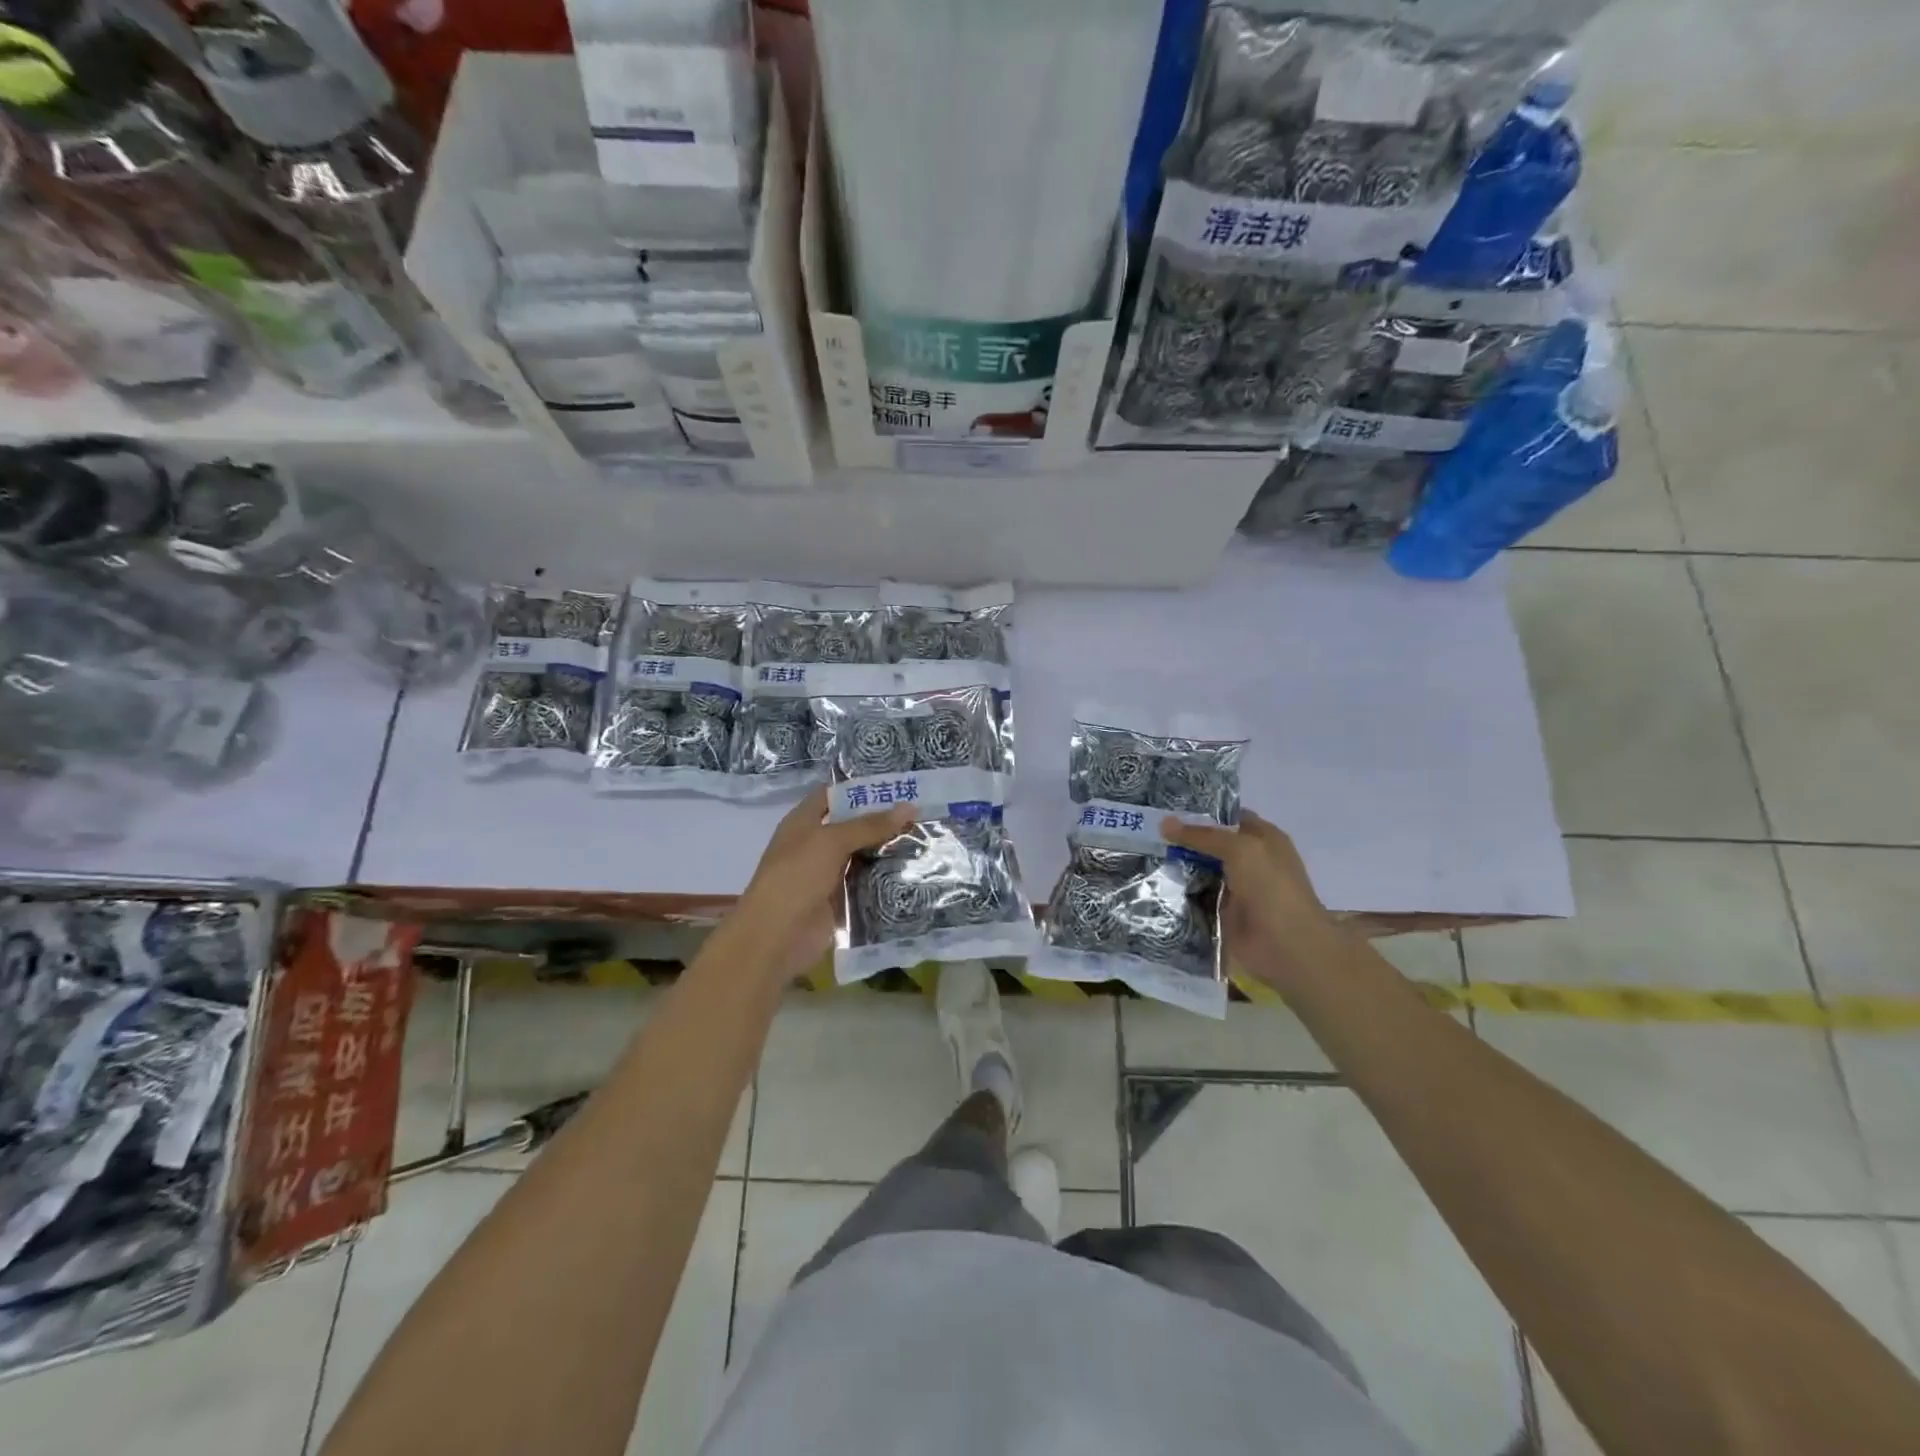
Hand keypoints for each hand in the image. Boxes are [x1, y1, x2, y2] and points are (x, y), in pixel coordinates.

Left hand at [724, 787, 915, 984]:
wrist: (776, 937)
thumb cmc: (796, 877)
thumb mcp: (832, 842)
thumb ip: (870, 825)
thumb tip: (910, 807)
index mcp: (803, 822)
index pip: (833, 795)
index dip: (861, 788)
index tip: (896, 785)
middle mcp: (815, 844)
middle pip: (852, 826)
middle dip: (883, 820)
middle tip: (923, 812)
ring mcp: (827, 873)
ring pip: (862, 855)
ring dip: (888, 849)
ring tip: (926, 837)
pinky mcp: (839, 900)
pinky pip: (866, 883)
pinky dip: (885, 878)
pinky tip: (914, 870)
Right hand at [1161, 810, 1339, 989]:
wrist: (1286, 947)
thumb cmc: (1271, 888)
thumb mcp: (1240, 849)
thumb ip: (1203, 835)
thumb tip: (1164, 822)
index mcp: (1262, 838)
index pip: (1227, 817)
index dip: (1199, 812)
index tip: (1164, 808)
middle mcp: (1249, 860)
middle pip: (1210, 844)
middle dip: (1181, 839)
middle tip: (1145, 830)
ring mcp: (1234, 887)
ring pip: (1199, 870)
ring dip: (1176, 866)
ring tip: (1141, 854)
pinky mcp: (1221, 912)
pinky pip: (1195, 896)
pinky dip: (1177, 892)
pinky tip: (1151, 883)